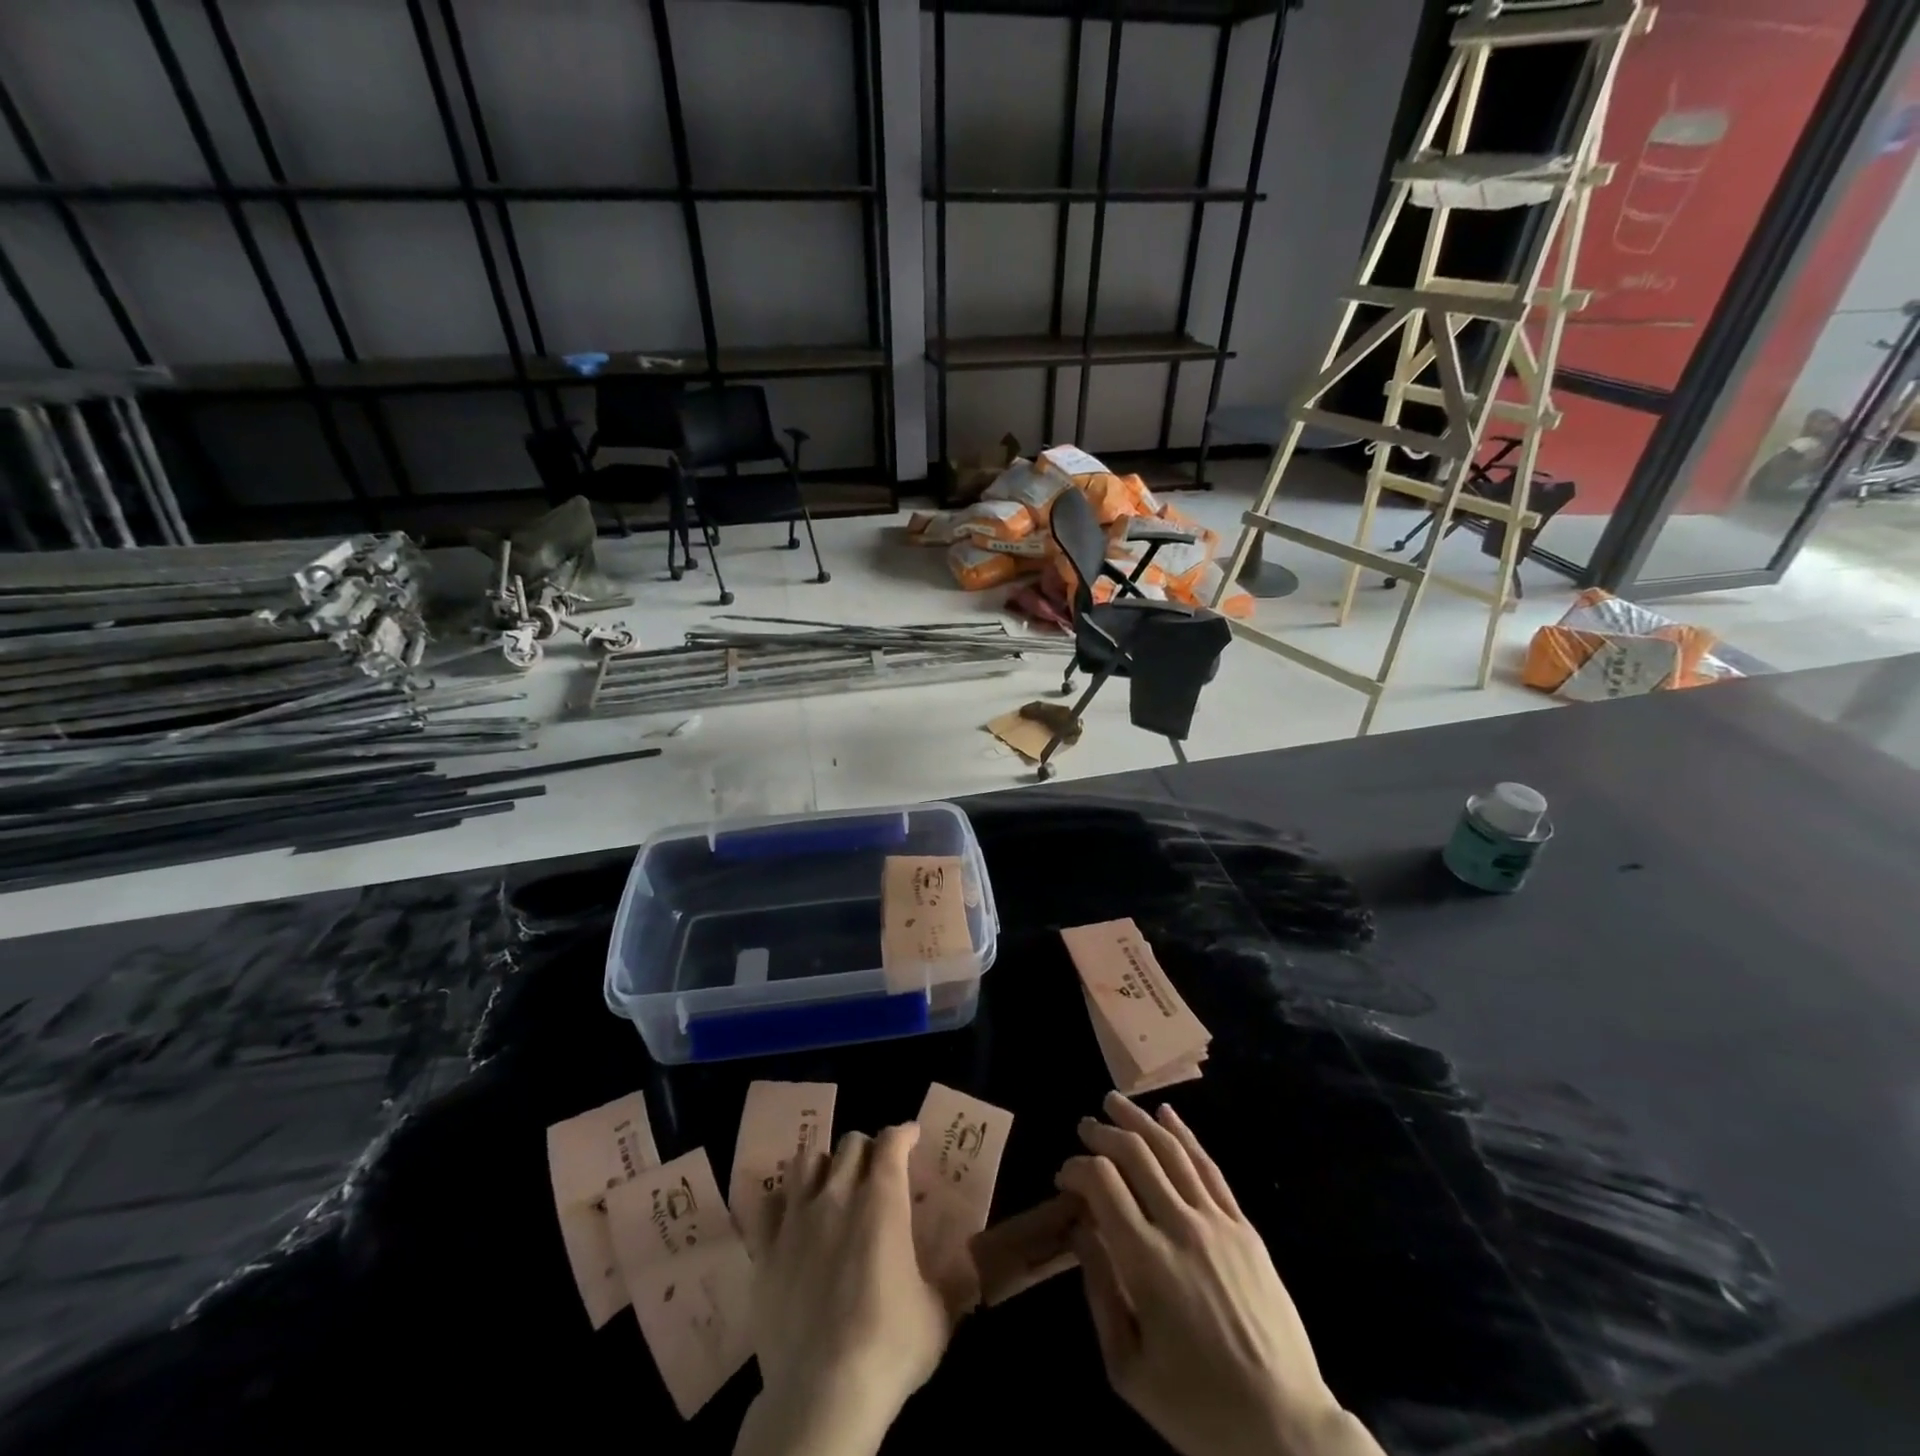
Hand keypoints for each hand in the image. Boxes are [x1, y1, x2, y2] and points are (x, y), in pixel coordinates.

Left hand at [736, 1125, 952, 1455]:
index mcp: (882, 1200)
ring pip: (806, 1161)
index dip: (903, 1134)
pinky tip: (792, 1216)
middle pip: (850, 1144)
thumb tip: (969, 1267)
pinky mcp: (765, 1249)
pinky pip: (769, 1204)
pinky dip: (783, 1202)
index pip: (891, 1141)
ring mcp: (797, 1219)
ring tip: (832, 1184)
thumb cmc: (890, 1347)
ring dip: (824, 1166)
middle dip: (867, 1149)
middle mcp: (838, 1194)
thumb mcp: (938, 1314)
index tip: (911, 1137)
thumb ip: (951, 1280)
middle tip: (876, 1170)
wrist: (822, 1394)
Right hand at [1057, 1094, 1376, 1455]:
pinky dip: (1185, 1135)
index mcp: (1147, 1262)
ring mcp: (1218, 1223)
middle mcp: (1182, 1228)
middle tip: (1084, 1127)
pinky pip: (1210, 1168)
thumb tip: (1080, 1229)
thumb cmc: (1196, 1408)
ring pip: (1172, 1151)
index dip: (1077, 1169)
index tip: (1064, 1177)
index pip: (1102, 1183)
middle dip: (1103, 1133)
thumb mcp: (1128, 1367)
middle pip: (1135, 1154)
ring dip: (1139, 1120)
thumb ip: (1099, 1290)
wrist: (1285, 1429)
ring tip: (1115, 1102)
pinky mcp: (1245, 1228)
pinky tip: (1168, 1116)